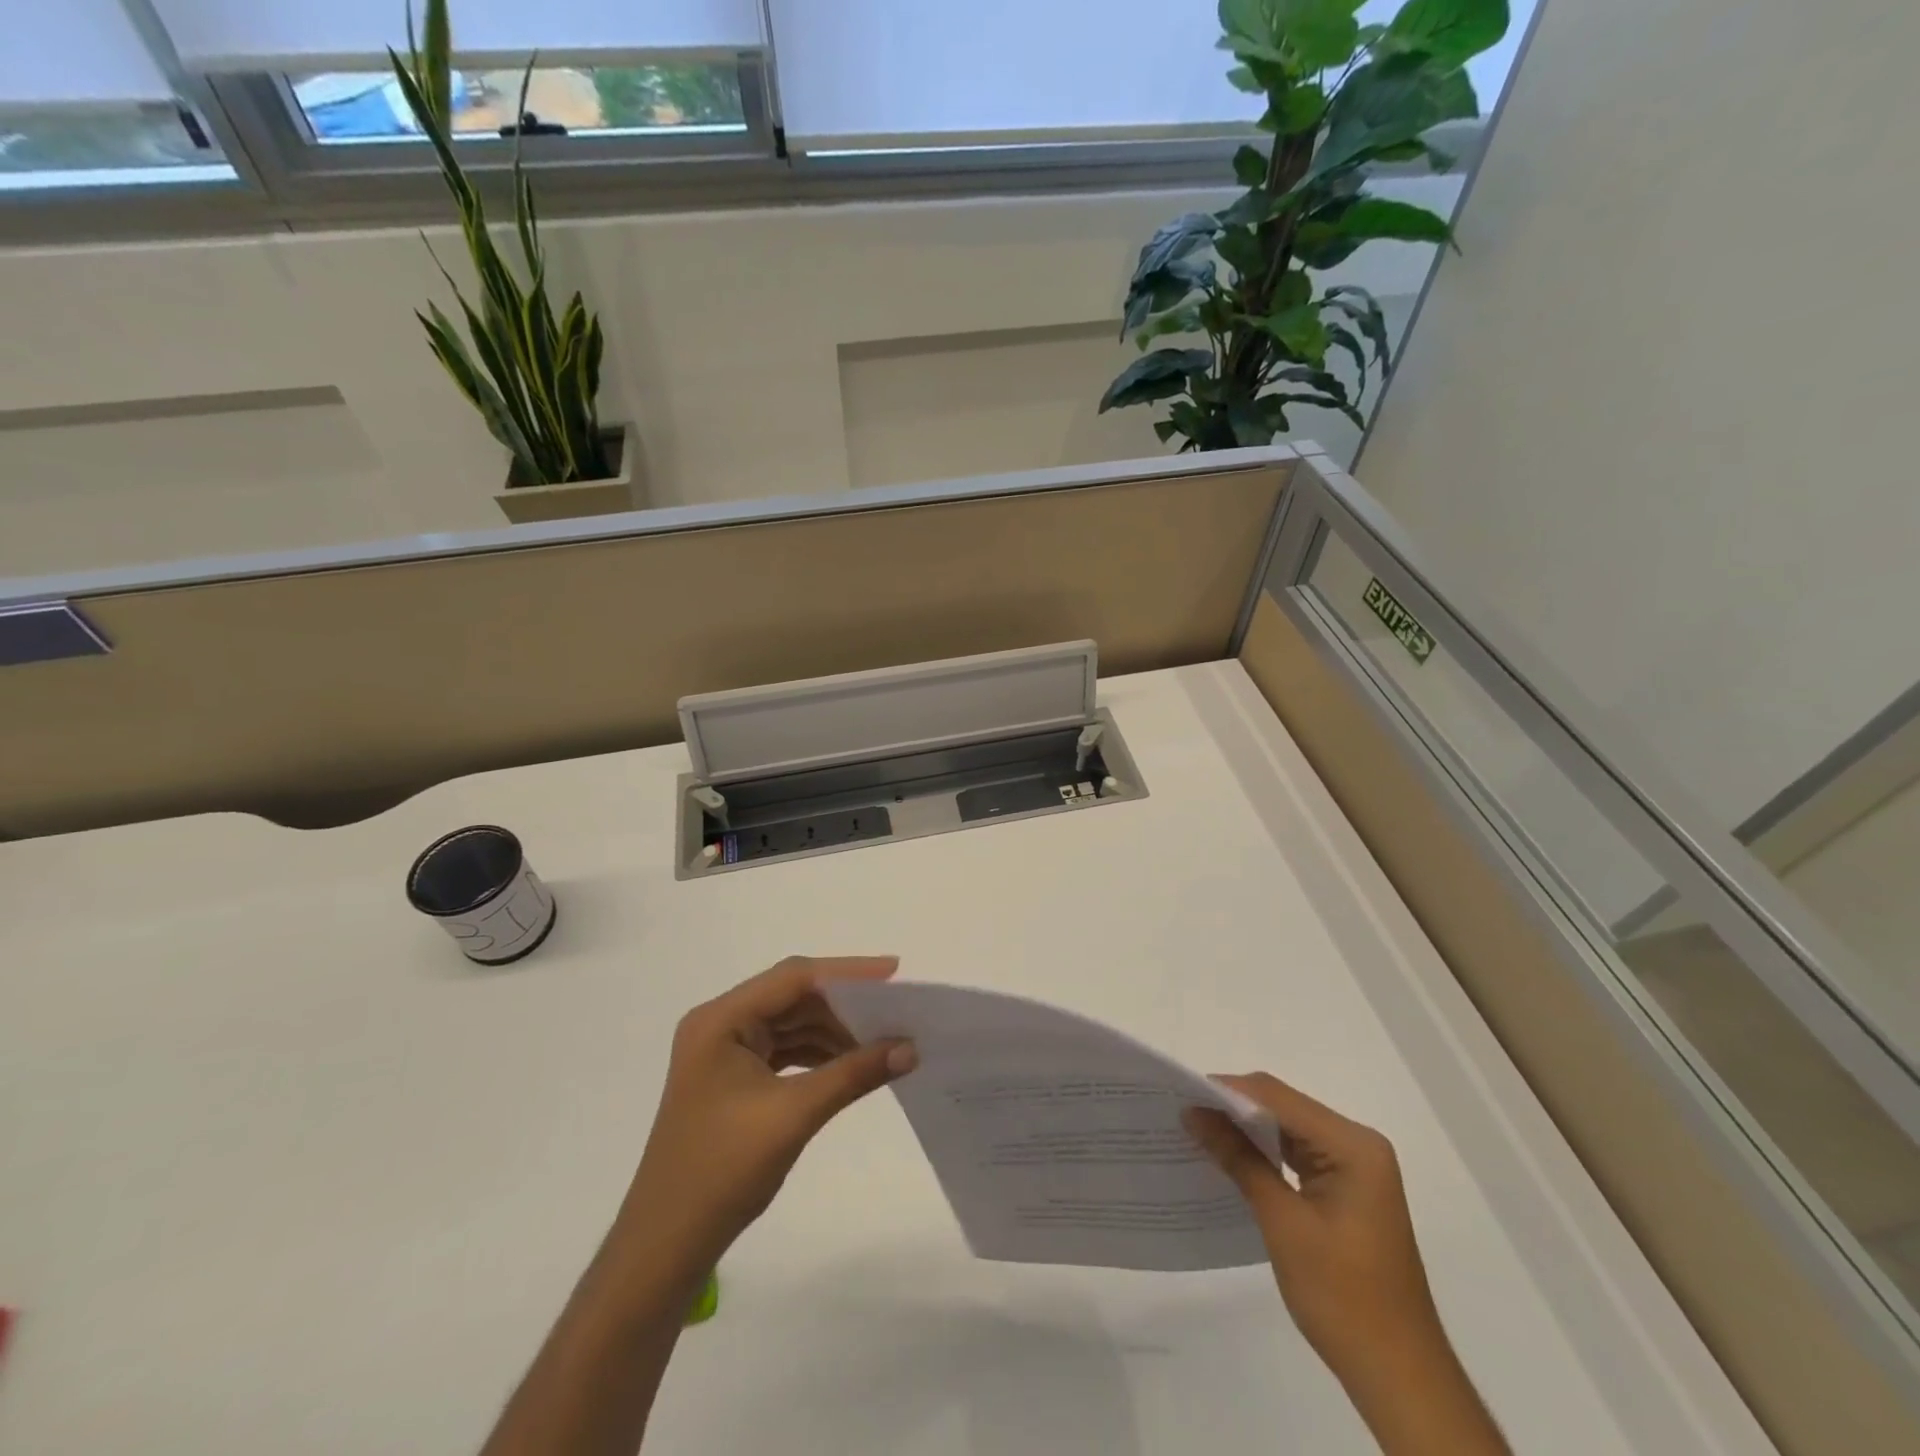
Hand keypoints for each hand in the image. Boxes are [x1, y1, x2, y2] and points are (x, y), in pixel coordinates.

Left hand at [613, 955, 917, 1272]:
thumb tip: (910, 1048)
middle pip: (793, 997)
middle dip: (844, 1003)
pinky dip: (818, 1053)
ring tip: (882, 1037)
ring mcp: (724, 1051)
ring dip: (834, 1029)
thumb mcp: (794, 1116)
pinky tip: (851, 1062)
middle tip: (895, 1009)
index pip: (793, 979)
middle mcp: (720, 1024)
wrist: (665, 1246)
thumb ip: (854, 1074)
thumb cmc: (722, 1172)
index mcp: (721, 1019)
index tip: (894, 973)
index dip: (847, 972)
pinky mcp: (733, 1077)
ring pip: (791, 1023)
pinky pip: (784, 1049)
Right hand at [1185, 1073, 1439, 1378]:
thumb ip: (1238, 1158)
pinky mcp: (1347, 1189)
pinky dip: (1265, 1154)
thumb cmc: (1343, 1297)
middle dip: (1234, 1108)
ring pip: (1288, 1129)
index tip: (1181, 1095)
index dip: (1227, 1091)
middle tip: (1184, 1112)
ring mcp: (1355, 1168)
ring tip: (1199, 1130)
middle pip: (1284, 1107)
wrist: (1399, 1378)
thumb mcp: (1283, 1222)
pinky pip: (1298, 1154)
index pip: (1277, 1097)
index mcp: (1353, 1145)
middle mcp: (1358, 1144)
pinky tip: (1232, 1158)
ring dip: (1246, 1130)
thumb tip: (1194, 1113)